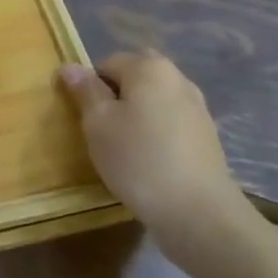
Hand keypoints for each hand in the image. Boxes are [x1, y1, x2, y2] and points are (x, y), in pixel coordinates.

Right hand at [58, 52, 248, 259]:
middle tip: (105, 129)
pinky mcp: (207, 137)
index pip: (106, 64)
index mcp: (149, 68)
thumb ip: (85, 90)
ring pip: (154, 101)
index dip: (91, 89)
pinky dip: (157, 134)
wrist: (200, 214)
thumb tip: (70, 66)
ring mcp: (198, 108)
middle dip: (117, 97)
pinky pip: (171, 122)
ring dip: (137, 116)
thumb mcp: (98, 123)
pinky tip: (150, 162)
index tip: (87, 119)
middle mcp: (178, 79)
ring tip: (126, 149)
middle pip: (134, 78)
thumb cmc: (139, 159)